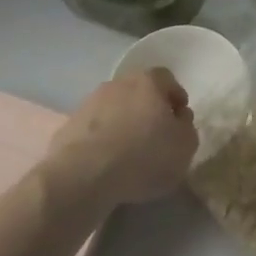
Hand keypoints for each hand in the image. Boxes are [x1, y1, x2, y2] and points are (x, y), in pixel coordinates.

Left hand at [46, 68, 197, 206]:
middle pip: (138, 93)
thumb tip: (178, 121)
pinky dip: (100, 143)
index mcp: (149, 81)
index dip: (175, 99)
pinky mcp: (68, 127)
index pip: (167, 80)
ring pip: (114, 111)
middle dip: (147, 112)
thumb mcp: (185, 147)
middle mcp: (118, 83)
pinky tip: (104, 166)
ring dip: (121, 126)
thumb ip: (187, 129)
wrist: (82, 176)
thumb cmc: (143, 155)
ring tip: (127, 157)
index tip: (178, 122)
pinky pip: (93, 131)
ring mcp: (90, 103)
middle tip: (154, 138)